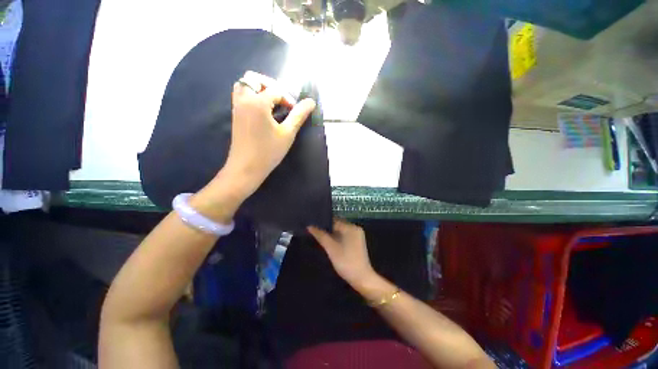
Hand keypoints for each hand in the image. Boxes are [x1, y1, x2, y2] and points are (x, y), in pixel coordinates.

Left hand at [224, 71, 315, 197]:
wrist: (246, 168)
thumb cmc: (268, 152)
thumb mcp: (287, 133)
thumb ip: (299, 115)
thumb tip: (311, 102)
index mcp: (258, 103)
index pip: (275, 90)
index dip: (288, 99)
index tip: (295, 112)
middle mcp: (244, 99)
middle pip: (254, 78)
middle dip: (271, 85)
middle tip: (282, 100)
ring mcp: (237, 106)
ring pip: (244, 85)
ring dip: (259, 88)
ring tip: (271, 102)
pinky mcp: (235, 114)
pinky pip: (240, 94)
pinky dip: (251, 94)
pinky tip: (262, 110)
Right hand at [308, 220, 377, 287]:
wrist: (362, 279)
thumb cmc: (346, 262)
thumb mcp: (331, 248)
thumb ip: (320, 235)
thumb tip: (309, 226)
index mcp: (351, 227)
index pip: (334, 220)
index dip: (322, 222)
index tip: (312, 224)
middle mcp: (355, 228)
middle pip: (337, 224)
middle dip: (326, 228)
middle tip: (313, 230)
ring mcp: (357, 235)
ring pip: (340, 230)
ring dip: (331, 233)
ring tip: (318, 235)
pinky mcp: (356, 242)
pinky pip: (344, 235)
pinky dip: (336, 237)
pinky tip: (328, 241)